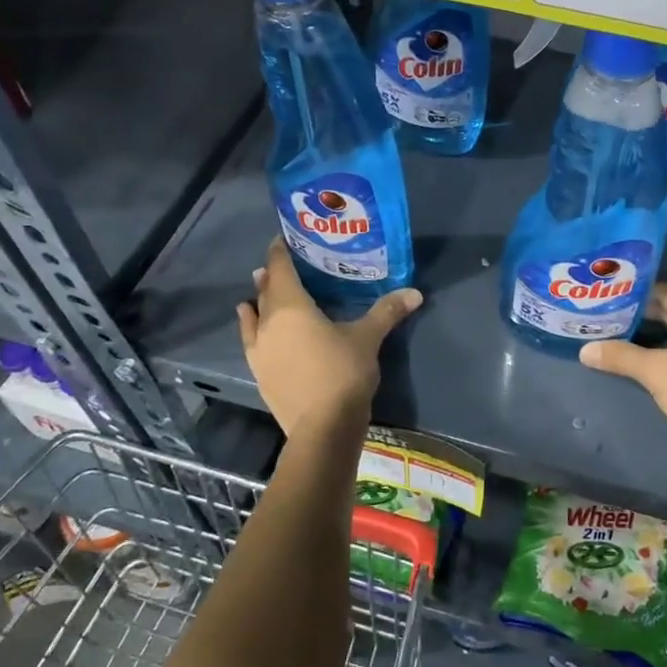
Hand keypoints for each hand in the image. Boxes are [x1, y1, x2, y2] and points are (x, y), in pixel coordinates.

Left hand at [236, 237, 422, 435]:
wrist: (322, 428)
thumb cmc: (343, 373)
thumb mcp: (368, 338)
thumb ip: (387, 311)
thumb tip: (415, 292)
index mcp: (291, 307)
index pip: (280, 268)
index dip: (280, 251)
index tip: (283, 238)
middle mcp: (267, 322)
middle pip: (266, 289)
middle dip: (273, 274)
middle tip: (285, 263)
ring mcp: (259, 349)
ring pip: (254, 314)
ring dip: (259, 299)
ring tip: (263, 289)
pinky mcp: (259, 372)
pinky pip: (251, 338)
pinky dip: (252, 326)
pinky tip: (254, 325)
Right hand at [579, 283, 666, 460]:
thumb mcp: (655, 372)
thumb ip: (619, 355)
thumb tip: (585, 350)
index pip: (664, 291)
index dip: (634, 294)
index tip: (608, 295)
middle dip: (642, 313)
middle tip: (608, 312)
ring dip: (653, 329)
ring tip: (619, 329)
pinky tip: (644, 351)